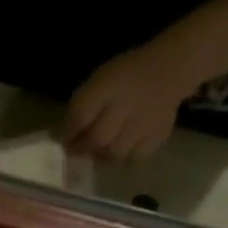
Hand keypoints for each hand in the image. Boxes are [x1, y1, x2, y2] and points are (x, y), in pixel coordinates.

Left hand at [60, 43, 195, 161]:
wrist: (169, 69)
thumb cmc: (124, 77)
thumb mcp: (98, 82)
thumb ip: (79, 108)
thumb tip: (58, 137)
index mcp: (110, 85)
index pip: (80, 115)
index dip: (67, 133)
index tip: (61, 139)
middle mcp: (128, 104)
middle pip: (98, 139)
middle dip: (82, 149)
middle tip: (78, 149)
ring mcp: (146, 122)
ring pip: (115, 153)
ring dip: (101, 156)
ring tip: (100, 149)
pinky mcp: (159, 135)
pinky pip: (135, 157)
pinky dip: (125, 158)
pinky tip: (123, 148)